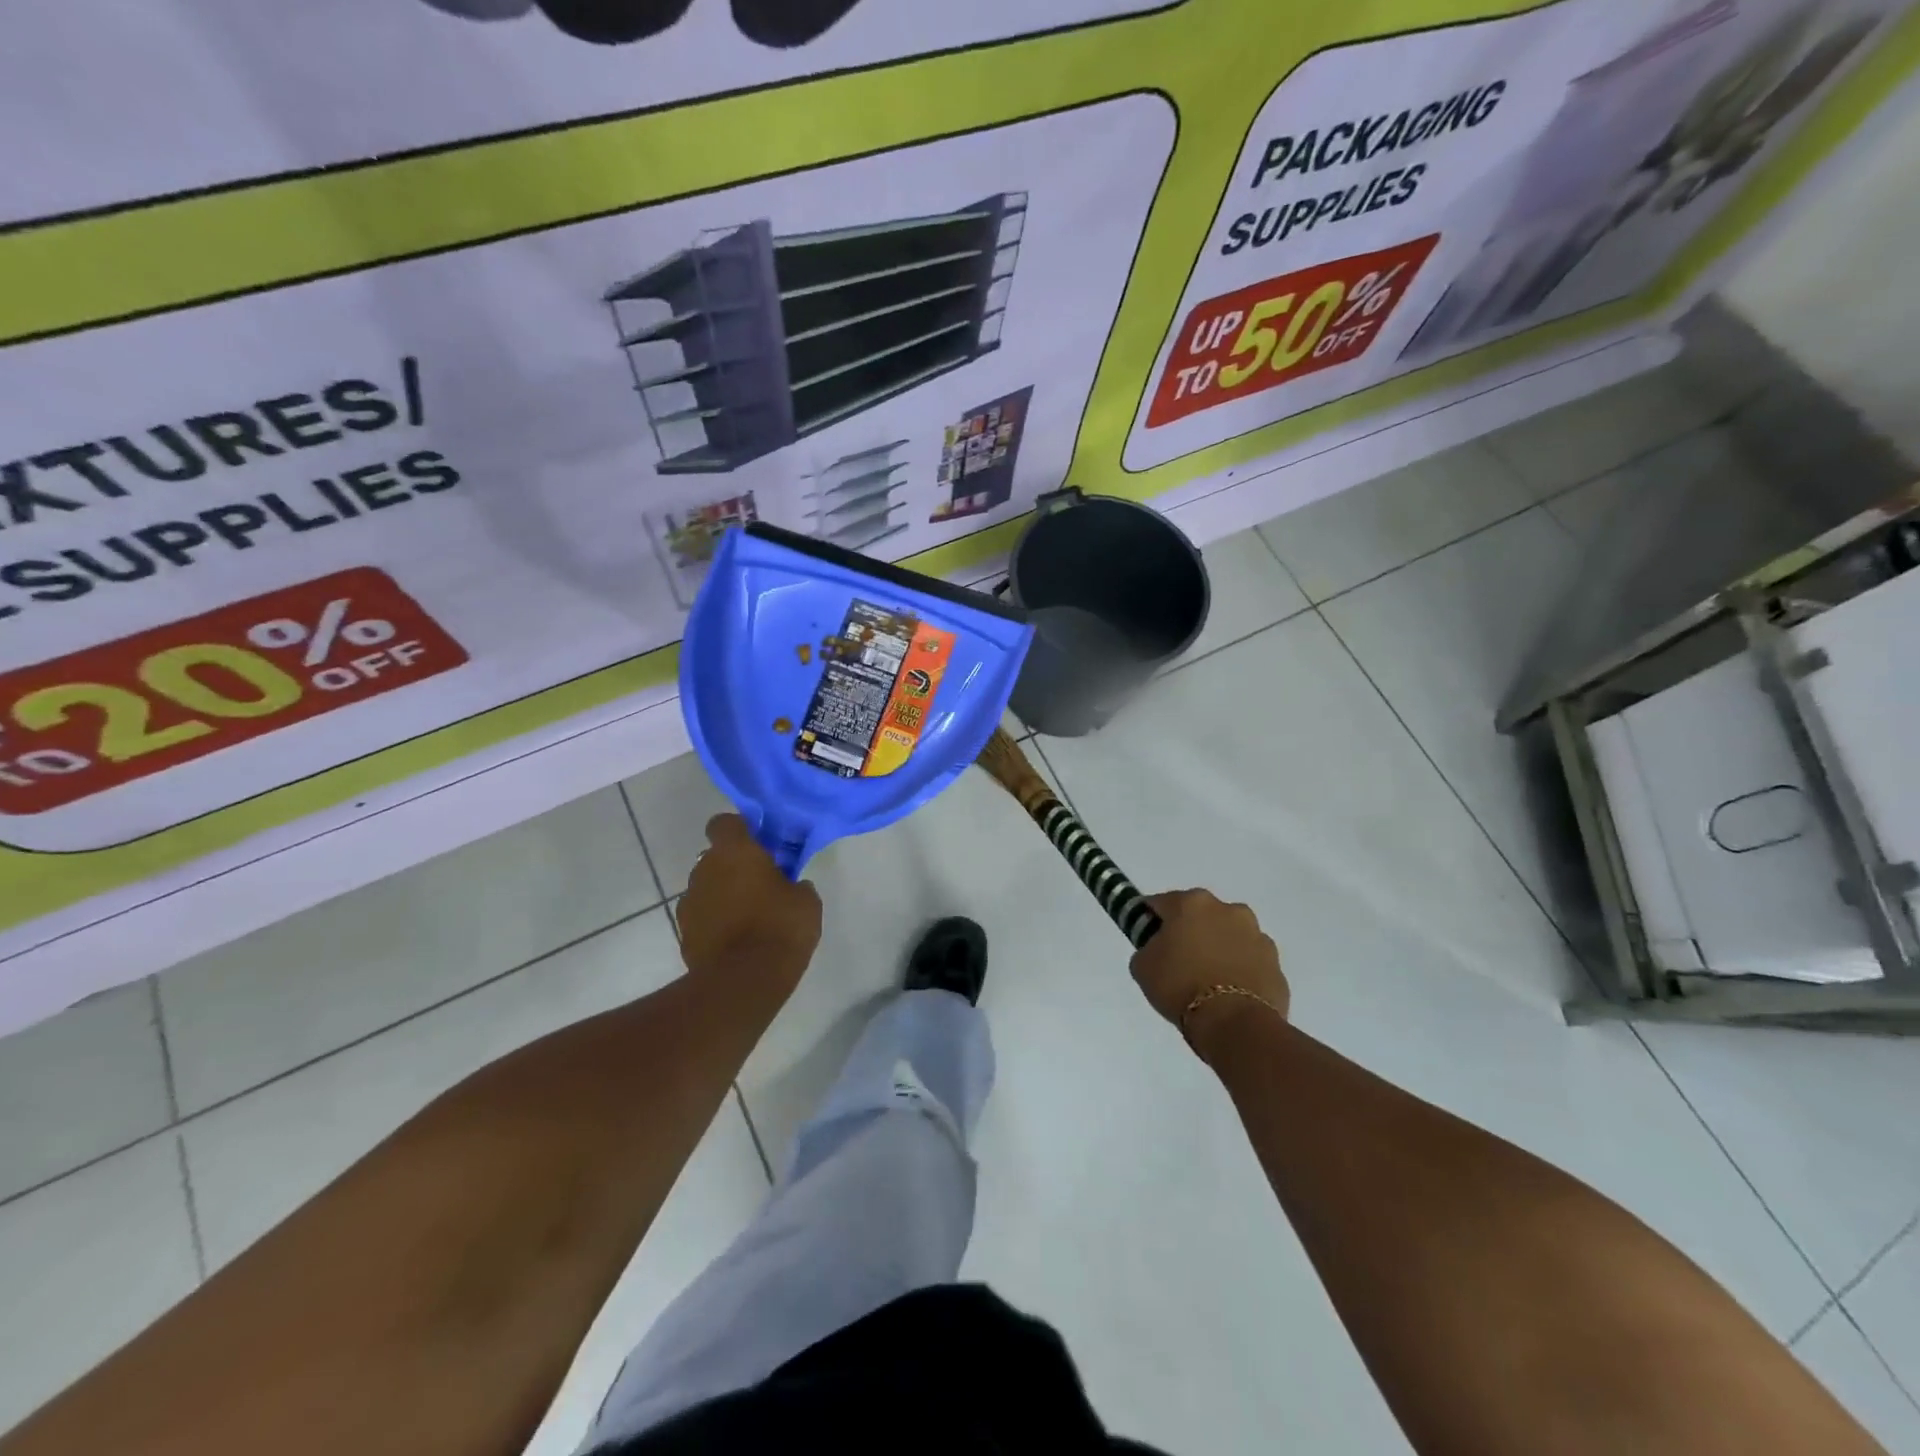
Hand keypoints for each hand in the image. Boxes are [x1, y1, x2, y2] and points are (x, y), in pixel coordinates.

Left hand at [678, 815, 822, 998]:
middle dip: (735, 867)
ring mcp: (689, 903)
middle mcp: (704, 869)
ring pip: (708, 888)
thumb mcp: (806, 901)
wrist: (742, 982)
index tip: (759, 845)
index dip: (740, 830)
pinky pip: (702, 917)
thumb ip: (795, 884)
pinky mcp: (683, 933)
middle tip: (761, 884)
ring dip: (724, 895)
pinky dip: (716, 922)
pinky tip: (736, 940)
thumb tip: (790, 886)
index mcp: (735, 852)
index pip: (724, 823)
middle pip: (716, 857)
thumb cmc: (779, 928)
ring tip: (749, 918)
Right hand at [1130, 890, 1287, 1055]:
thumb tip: (1159, 948)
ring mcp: (1257, 934)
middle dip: (1189, 931)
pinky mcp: (1275, 962)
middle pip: (1200, 915)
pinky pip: (1250, 960)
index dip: (1150, 921)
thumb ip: (1148, 947)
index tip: (1147, 940)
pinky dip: (1240, 969)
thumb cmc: (1180, 986)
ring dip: (1218, 948)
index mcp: (1192, 903)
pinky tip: (1230, 992)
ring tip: (1208, 979)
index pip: (1161, 904)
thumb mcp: (1143, 966)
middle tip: (1178, 960)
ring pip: (1229, 935)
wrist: (1235, 1023)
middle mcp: (1227, 909)